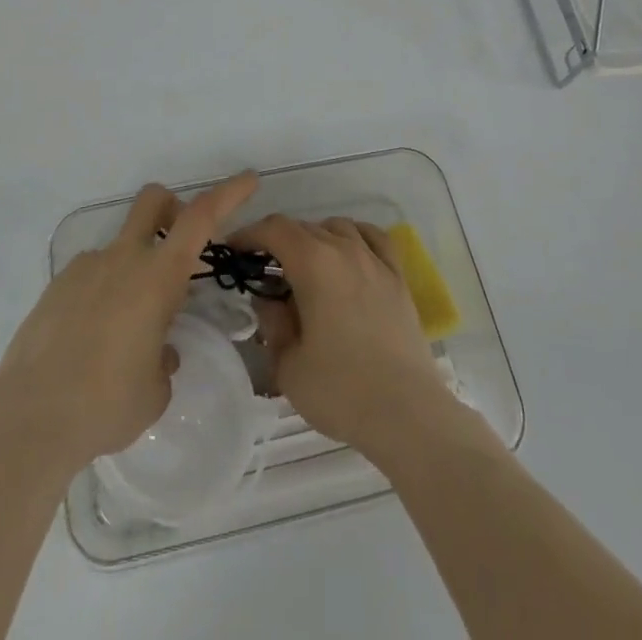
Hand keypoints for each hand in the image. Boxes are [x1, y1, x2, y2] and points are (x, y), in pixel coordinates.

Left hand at [0, 173, 258, 472]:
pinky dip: (101, 295)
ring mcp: (85, 268)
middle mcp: (123, 260)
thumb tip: (159, 350)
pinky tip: (91, 342)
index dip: (229, 193)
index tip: (249, 178)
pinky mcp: (56, 287)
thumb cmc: (107, 405)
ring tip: (124, 331)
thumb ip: (165, 360)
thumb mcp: (155, 391)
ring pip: (119, 247)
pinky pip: (90, 277)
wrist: (30, 418)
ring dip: (132, 270)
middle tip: (178, 248)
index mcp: (157, 278)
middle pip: (152, 201)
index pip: (200, 218)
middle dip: (171, 208)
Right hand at [229, 215, 459, 462]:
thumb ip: (272, 323)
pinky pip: (373, 238)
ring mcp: (375, 260)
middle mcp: (344, 249)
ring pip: (337, 228)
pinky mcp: (398, 278)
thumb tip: (270, 300)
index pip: (274, 229)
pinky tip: (348, 254)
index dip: (249, 235)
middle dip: (278, 242)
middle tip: (265, 272)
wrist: (407, 413)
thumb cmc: (340, 390)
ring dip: (315, 238)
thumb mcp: (287, 364)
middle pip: (304, 227)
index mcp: (313, 262)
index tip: (234, 251)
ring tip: (305, 267)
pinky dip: (354, 237)